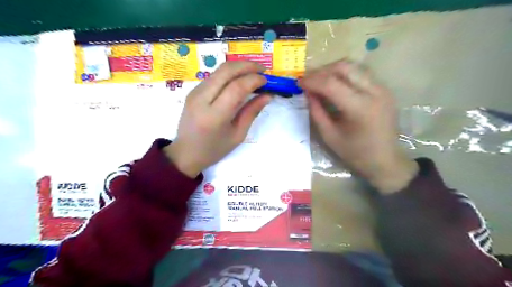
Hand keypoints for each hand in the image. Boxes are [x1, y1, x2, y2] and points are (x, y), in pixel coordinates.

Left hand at [164, 62, 269, 177]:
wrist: (186, 153)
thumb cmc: (214, 149)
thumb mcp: (237, 135)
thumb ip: (251, 112)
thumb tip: (267, 95)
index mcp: (214, 116)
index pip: (236, 87)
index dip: (254, 80)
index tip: (266, 81)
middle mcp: (202, 99)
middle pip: (226, 71)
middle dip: (247, 65)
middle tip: (262, 70)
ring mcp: (195, 93)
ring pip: (219, 70)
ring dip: (238, 67)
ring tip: (253, 73)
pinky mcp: (193, 91)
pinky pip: (214, 76)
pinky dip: (229, 73)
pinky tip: (239, 80)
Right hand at [301, 60, 414, 193]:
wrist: (386, 161)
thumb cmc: (355, 153)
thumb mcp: (329, 136)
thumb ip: (317, 112)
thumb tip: (308, 93)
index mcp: (360, 107)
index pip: (331, 83)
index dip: (312, 80)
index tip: (298, 82)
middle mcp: (374, 91)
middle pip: (344, 67)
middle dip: (322, 71)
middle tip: (309, 80)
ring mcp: (382, 88)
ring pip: (353, 67)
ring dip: (333, 71)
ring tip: (320, 82)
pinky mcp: (384, 90)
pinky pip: (360, 74)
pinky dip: (344, 76)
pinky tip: (335, 86)